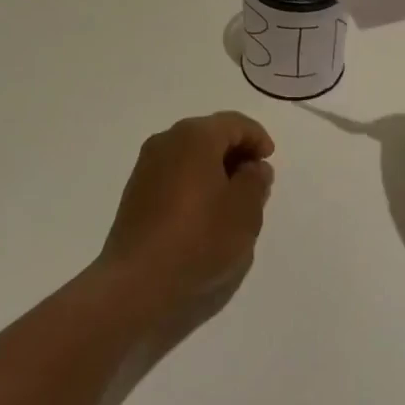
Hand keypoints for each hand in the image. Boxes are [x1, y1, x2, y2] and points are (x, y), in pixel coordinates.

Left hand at [97, 113, 275, 325]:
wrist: (136, 281)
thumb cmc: (199, 238)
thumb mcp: (244, 211)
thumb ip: (256, 181)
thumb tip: (254, 167)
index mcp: (196, 135)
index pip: (235, 123)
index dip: (257, 139)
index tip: (269, 162)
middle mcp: (168, 140)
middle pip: (211, 134)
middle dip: (236, 153)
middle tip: (254, 181)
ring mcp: (147, 164)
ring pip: (191, 154)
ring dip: (214, 168)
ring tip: (231, 200)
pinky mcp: (136, 190)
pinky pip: (174, 173)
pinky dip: (194, 181)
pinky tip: (203, 211)